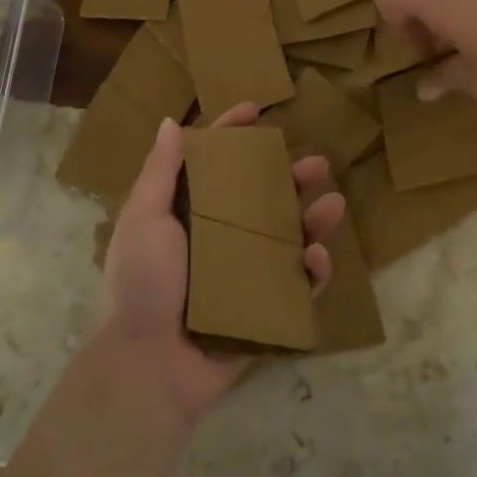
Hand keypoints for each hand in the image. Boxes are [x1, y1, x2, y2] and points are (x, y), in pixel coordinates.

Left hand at [97, 103, 344, 425]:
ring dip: (312, 219)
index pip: (212, 164)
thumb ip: (160, 172)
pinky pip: (296, 285)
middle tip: (317, 163)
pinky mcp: (262, 307)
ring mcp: (243, 274)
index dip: (231, 135)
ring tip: (334, 203)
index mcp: (185, 214)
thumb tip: (169, 122)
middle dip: (289, 177)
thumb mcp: (143, 219)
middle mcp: (217, 238)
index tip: (256, 110)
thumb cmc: (142, 283)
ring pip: (286, 237)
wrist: (147, 365)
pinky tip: (318, 257)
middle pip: (260, 198)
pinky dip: (312, 270)